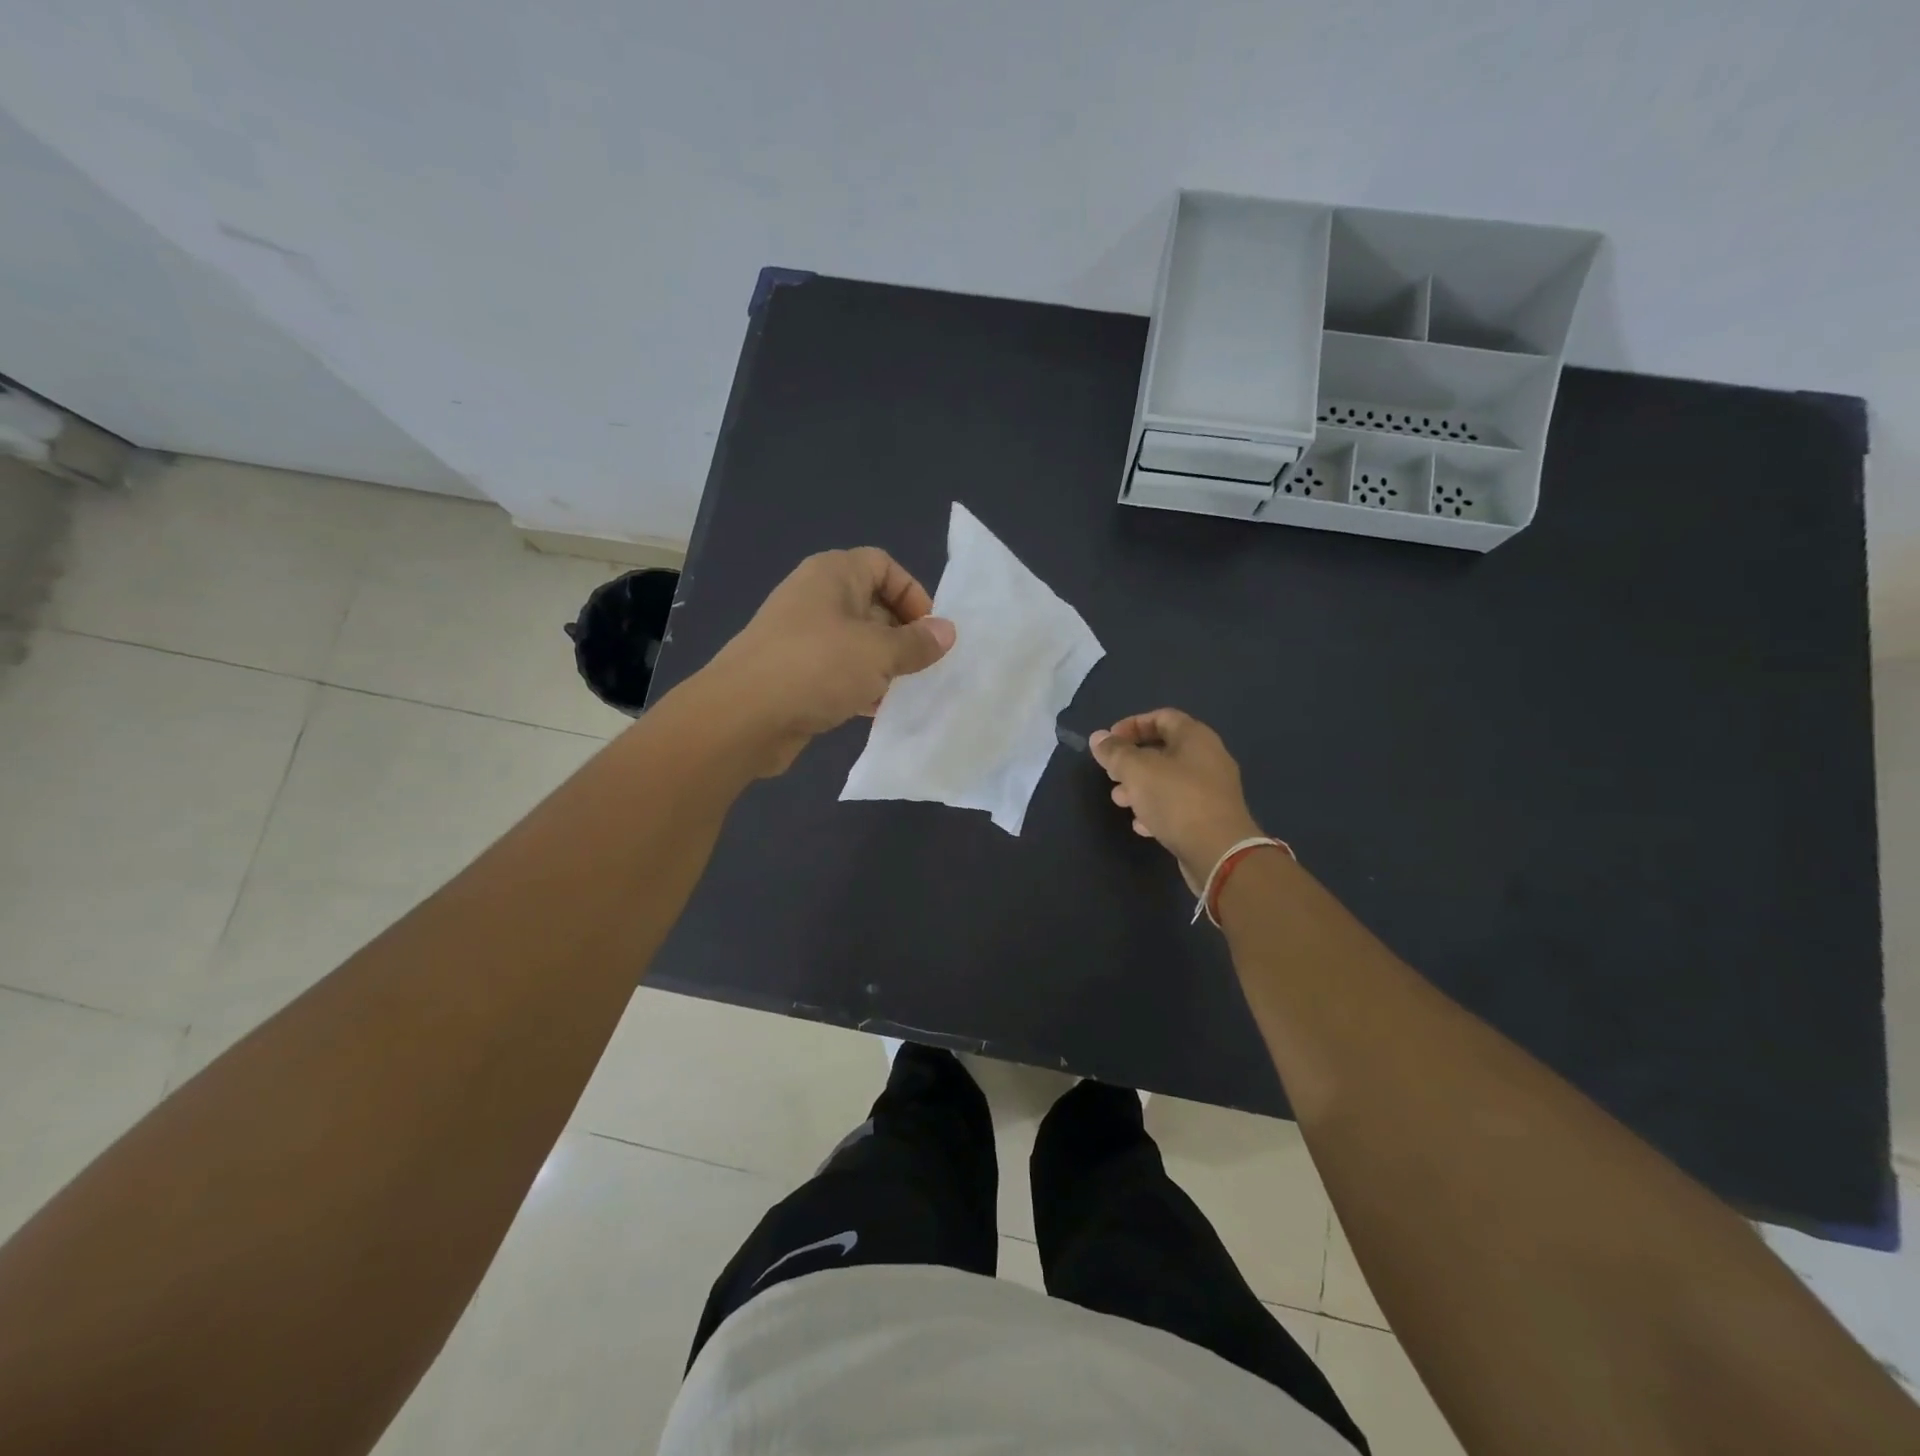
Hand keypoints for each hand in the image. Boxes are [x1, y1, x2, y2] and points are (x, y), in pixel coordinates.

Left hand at [703, 548, 954, 773]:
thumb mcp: (878, 652)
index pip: (883, 566)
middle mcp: (815, 598)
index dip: (913, 593)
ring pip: (856, 642)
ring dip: (883, 664)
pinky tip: (876, 709)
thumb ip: (917, 643)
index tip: (930, 631)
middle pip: (872, 604)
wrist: (742, 717)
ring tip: (907, 690)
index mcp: (833, 575)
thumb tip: (947, 632)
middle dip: (902, 634)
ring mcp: (802, 637)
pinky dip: (860, 685)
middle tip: (925, 666)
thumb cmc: (816, 667)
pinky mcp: (795, 673)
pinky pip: (838, 671)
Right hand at [1090, 709, 1263, 890]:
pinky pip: (1178, 805)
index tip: (1109, 741)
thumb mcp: (1137, 770)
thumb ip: (1115, 752)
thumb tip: (1098, 737)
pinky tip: (1140, 824)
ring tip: (1119, 801)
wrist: (1219, 852)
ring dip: (1140, 787)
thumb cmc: (1177, 800)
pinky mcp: (1210, 817)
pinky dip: (1156, 809)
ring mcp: (1211, 790)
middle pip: (1164, 749)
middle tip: (1111, 774)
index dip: (1132, 724)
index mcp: (1195, 737)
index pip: (1162, 717)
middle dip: (1132, 760)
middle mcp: (1208, 758)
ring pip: (1168, 779)